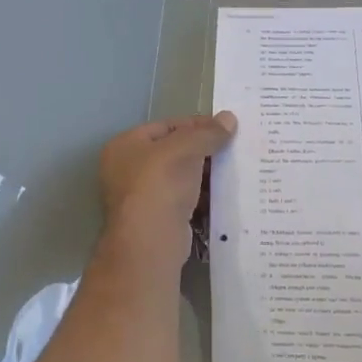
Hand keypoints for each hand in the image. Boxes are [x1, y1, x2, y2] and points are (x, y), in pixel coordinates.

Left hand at [99, 113, 237, 266]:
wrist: (150, 242)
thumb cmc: (160, 184)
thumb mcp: (186, 149)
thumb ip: (207, 133)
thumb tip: (229, 119)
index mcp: (125, 145)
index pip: (166, 126)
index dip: (196, 124)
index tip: (226, 127)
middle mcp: (127, 170)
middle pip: (173, 152)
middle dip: (203, 151)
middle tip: (234, 149)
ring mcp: (141, 197)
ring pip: (180, 178)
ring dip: (205, 175)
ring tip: (235, 170)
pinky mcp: (158, 220)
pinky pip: (184, 201)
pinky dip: (202, 198)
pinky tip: (225, 195)